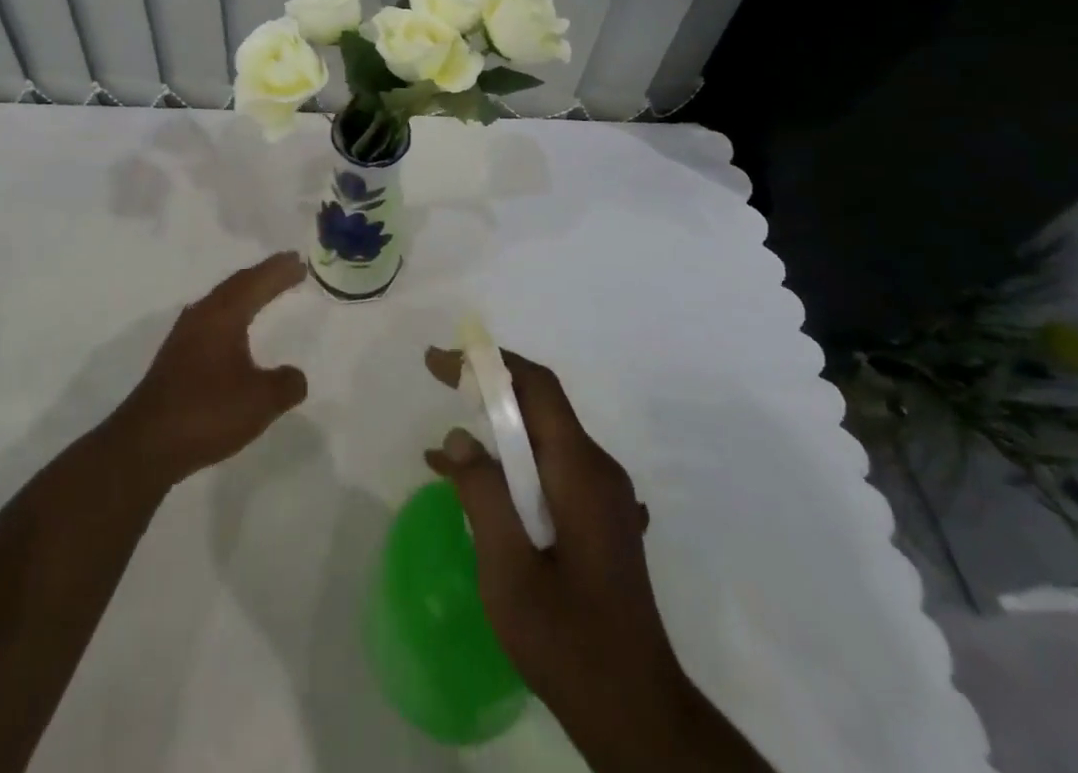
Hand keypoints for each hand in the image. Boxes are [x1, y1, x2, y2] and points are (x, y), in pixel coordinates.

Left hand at [111, 252, 309, 486]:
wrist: (146, 444)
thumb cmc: (206, 412)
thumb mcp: (260, 401)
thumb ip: (286, 384)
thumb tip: (295, 375)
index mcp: (223, 315)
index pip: (256, 282)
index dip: (279, 271)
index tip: (300, 260)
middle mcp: (201, 316)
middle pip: (236, 285)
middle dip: (264, 276)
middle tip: (289, 268)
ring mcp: (184, 336)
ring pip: (221, 302)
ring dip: (246, 294)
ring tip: (265, 292)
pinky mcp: (176, 357)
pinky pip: (212, 321)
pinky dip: (232, 315)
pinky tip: (234, 331)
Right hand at [425, 346, 739, 770]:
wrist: (637, 716)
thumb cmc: (569, 641)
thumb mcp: (509, 570)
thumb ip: (483, 495)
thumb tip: (460, 437)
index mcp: (581, 471)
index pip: (536, 387)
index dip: (488, 363)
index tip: (441, 361)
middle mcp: (598, 471)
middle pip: (540, 406)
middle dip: (488, 388)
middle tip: (440, 381)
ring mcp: (602, 496)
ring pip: (542, 438)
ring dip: (494, 430)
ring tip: (443, 447)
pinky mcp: (598, 520)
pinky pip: (548, 470)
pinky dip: (509, 465)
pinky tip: (472, 487)